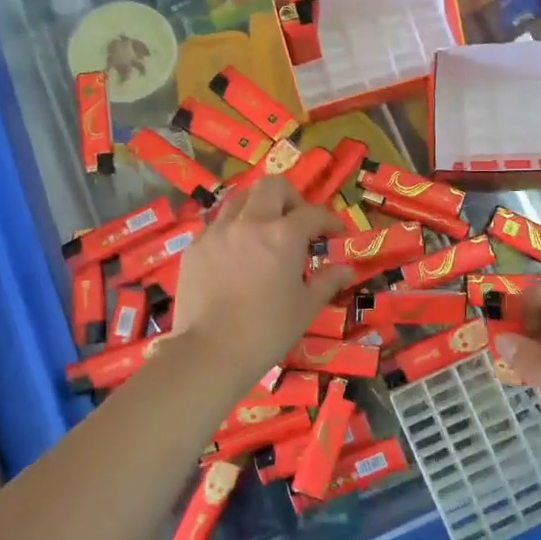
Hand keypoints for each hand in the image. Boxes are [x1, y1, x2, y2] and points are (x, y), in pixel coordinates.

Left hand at [168, 177, 353, 377]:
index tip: (335, 233)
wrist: (211, 352)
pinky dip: (232, 231)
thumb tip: (345, 269)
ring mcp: (218, 232)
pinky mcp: (195, 248)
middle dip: (290, 198)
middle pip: (272, 186)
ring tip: (264, 233)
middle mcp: (250, 223)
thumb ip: (327, 281)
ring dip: (258, 208)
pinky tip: (236, 256)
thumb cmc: (268, 331)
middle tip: (296, 222)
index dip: (329, 221)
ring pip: (240, 200)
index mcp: (283, 235)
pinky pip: (217, 226)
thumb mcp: (306, 307)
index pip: (313, 213)